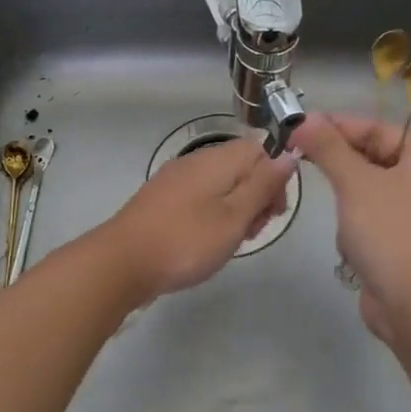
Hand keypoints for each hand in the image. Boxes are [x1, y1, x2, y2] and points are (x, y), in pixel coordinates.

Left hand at [102, 137, 296, 301]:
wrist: (122, 262)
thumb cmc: (186, 241)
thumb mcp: (234, 216)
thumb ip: (262, 185)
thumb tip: (288, 154)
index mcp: (217, 159)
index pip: (260, 149)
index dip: (275, 178)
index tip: (273, 212)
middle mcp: (196, 161)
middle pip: (241, 167)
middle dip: (257, 196)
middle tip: (251, 232)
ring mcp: (176, 179)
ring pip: (221, 185)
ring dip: (235, 210)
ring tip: (230, 242)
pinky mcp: (162, 199)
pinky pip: (200, 198)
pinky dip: (212, 215)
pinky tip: (206, 242)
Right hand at [290, 113, 410, 343]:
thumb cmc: (391, 234)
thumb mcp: (356, 183)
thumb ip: (329, 148)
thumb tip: (304, 119)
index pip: (378, 128)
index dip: (339, 125)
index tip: (300, 128)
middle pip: (374, 157)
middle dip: (339, 162)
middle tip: (299, 157)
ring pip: (368, 190)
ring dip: (346, 197)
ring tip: (332, 207)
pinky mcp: (403, 244)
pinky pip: (371, 220)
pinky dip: (354, 226)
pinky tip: (348, 242)